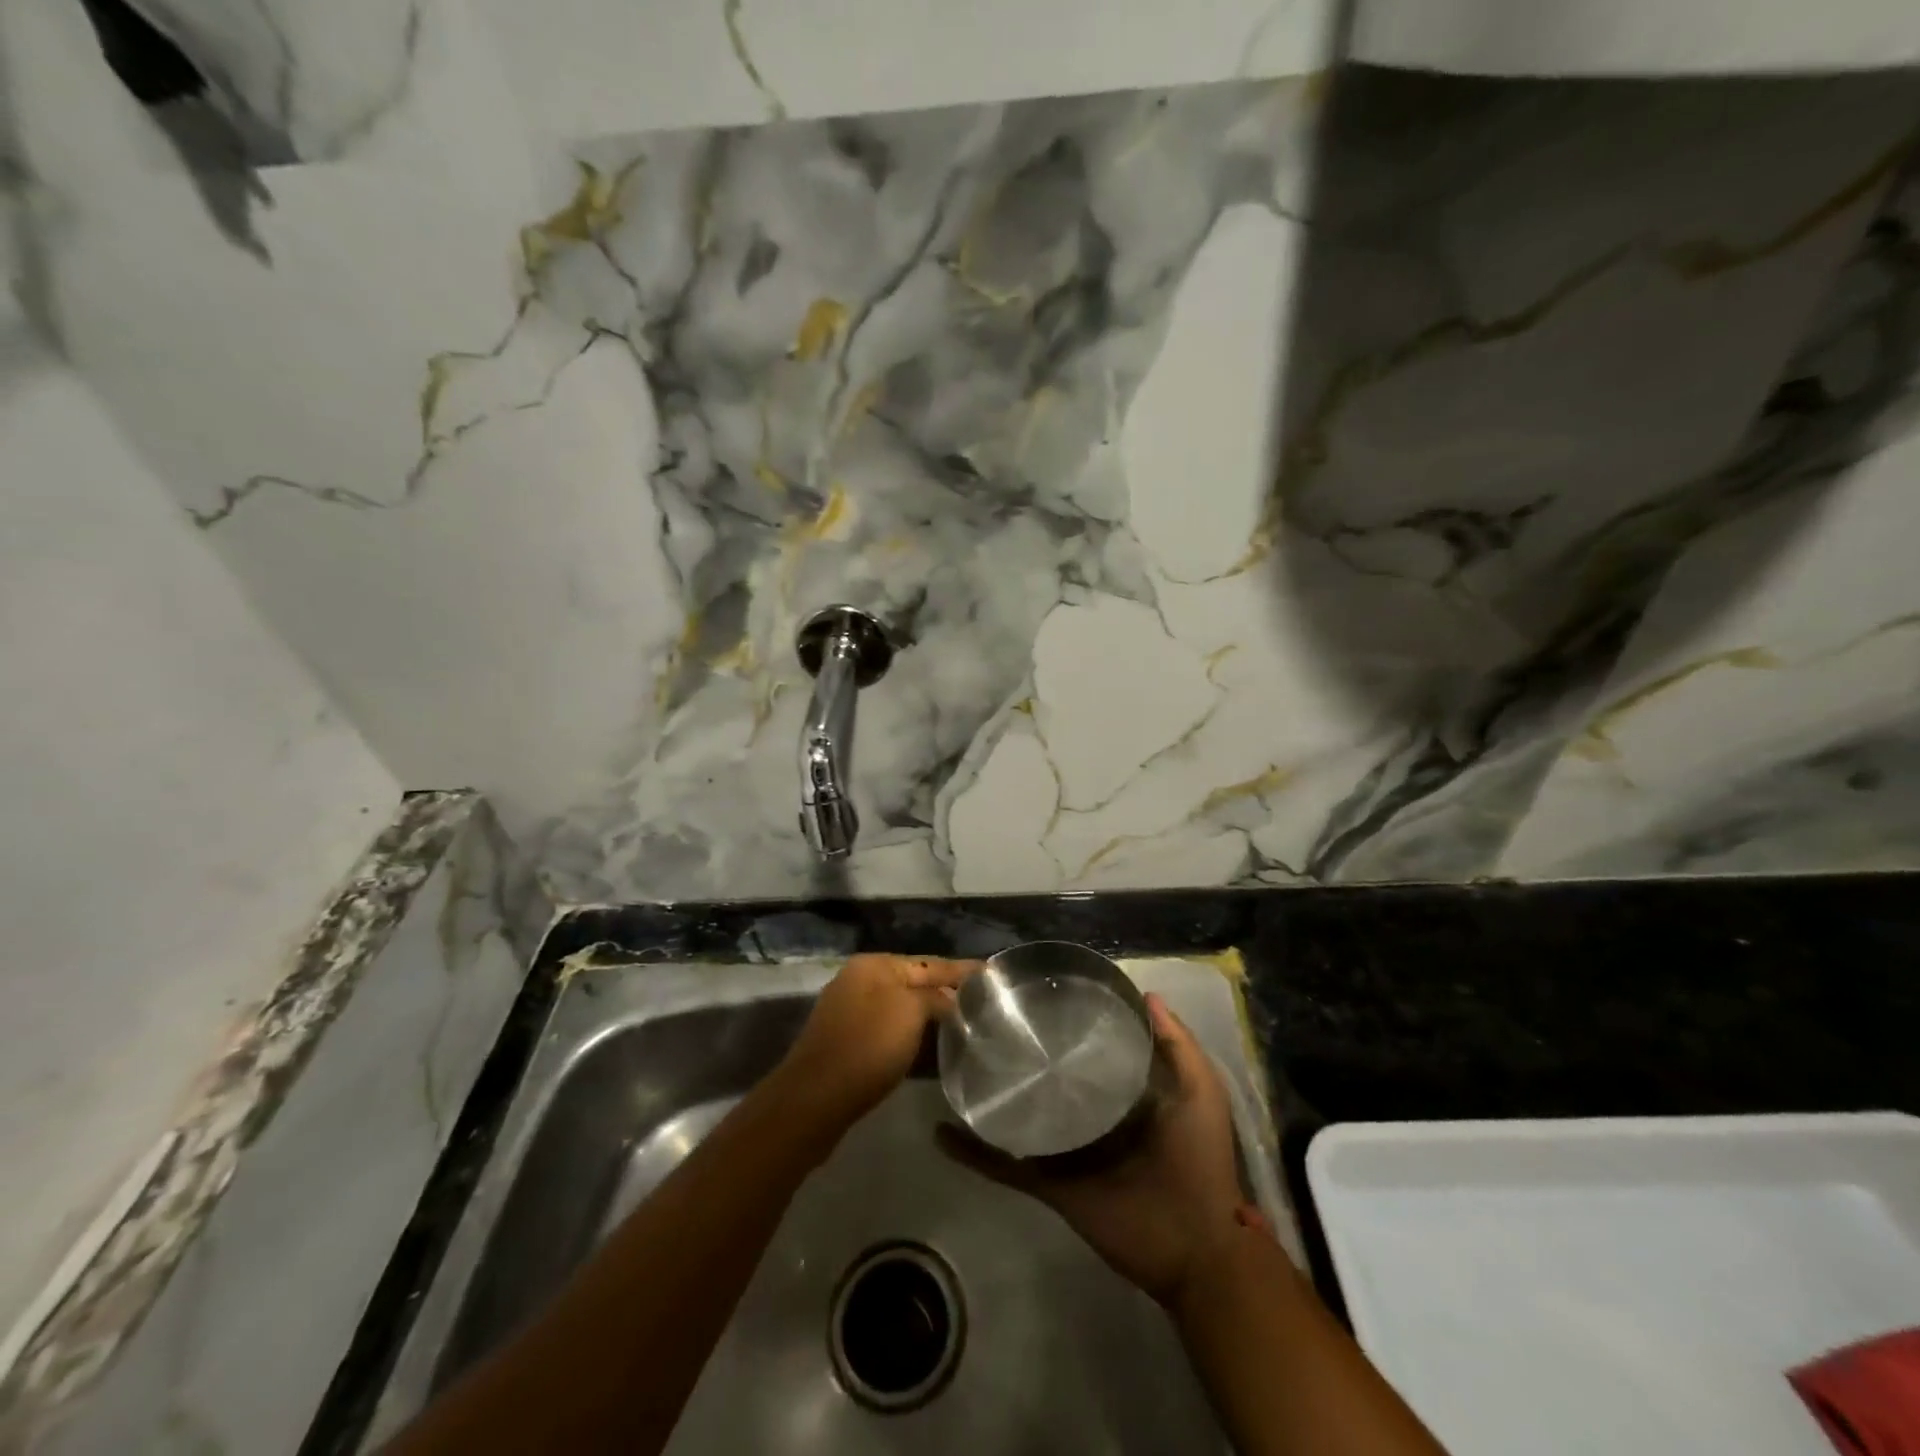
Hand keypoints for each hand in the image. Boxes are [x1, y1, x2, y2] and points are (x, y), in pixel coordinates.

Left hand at [776, 954, 979, 1131]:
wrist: (815, 1100)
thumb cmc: (867, 1046)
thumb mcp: (910, 1011)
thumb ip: (936, 997)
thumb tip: (950, 1000)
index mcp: (875, 965)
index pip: (930, 962)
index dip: (962, 969)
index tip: (991, 972)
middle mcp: (861, 981)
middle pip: (915, 984)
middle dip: (947, 993)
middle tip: (984, 1003)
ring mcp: (852, 1013)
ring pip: (903, 1010)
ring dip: (931, 1018)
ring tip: (967, 1026)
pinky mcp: (849, 1044)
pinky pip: (891, 1033)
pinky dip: (914, 1038)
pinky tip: (934, 1050)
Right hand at [938, 993, 1245, 1309]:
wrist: (1196, 1244)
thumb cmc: (1198, 1159)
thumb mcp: (1200, 1091)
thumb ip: (1178, 1045)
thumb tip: (1148, 994)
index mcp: (1121, 1094)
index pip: (1086, 1050)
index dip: (1067, 1023)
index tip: (1039, 992)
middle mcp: (1087, 1115)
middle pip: (1046, 1079)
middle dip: (1021, 1055)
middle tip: (986, 1021)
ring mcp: (1064, 1150)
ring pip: (1019, 1117)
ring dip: (990, 1097)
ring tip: (957, 1063)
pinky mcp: (1048, 1182)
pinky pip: (1004, 1166)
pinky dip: (973, 1152)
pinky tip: (943, 1131)